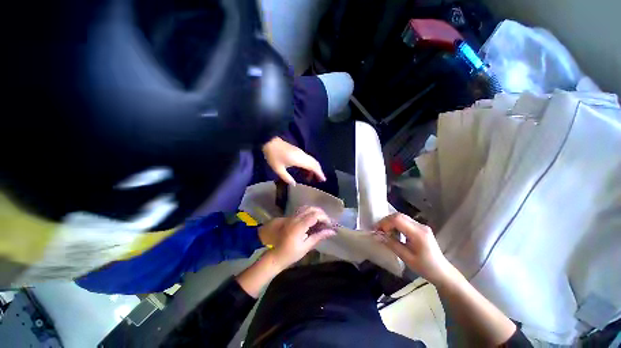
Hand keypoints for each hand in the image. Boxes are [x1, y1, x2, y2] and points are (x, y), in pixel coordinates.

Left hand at [262, 137, 325, 185]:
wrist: (270, 141)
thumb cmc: (273, 156)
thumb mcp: (278, 169)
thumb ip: (287, 178)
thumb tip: (294, 184)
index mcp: (299, 160)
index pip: (313, 167)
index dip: (319, 173)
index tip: (323, 180)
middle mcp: (303, 156)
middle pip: (315, 163)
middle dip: (318, 172)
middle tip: (319, 180)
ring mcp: (301, 153)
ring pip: (312, 161)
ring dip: (314, 169)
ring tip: (312, 178)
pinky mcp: (299, 151)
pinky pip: (308, 159)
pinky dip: (310, 165)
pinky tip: (306, 171)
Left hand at [266, 206, 335, 269]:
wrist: (274, 255)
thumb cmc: (290, 254)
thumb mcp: (305, 247)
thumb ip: (318, 236)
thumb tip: (332, 231)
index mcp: (299, 226)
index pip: (315, 215)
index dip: (324, 218)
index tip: (330, 225)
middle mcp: (295, 218)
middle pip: (311, 209)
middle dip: (321, 213)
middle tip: (327, 222)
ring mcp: (291, 217)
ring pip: (306, 208)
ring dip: (315, 211)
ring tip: (321, 220)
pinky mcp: (289, 218)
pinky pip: (301, 211)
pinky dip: (309, 212)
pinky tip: (312, 220)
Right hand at [374, 213, 454, 285]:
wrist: (442, 272)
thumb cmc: (425, 268)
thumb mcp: (407, 258)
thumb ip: (391, 244)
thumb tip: (377, 235)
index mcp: (419, 234)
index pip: (398, 220)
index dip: (385, 223)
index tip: (377, 231)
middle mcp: (420, 226)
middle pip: (398, 216)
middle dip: (386, 221)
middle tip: (378, 231)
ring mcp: (421, 226)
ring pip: (401, 217)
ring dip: (390, 222)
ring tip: (384, 232)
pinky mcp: (420, 228)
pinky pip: (404, 221)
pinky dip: (395, 224)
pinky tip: (393, 233)